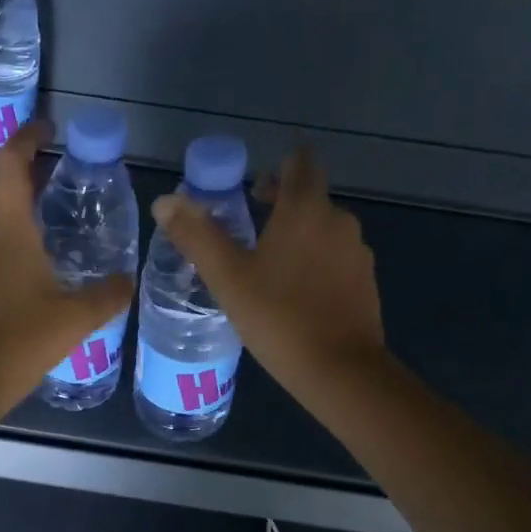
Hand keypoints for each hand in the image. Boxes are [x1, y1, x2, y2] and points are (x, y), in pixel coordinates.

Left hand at [0, 121, 135, 421]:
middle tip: (60, 163)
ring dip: (14, 193)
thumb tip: (129, 280)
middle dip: (24, 162)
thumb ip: (108, 294)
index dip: (27, 136)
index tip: (50, 126)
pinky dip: (9, 224)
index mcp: (6, 228)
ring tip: (51, 199)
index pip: (10, 162)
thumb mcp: (76, 318)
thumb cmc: (18, 342)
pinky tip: (34, 250)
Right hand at [151, 147, 384, 400]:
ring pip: (323, 230)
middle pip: (311, 196)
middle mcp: (339, 220)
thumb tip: (165, 201)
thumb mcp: (227, 277)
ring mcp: (357, 253)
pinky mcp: (365, 283)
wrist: (339, 369)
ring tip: (267, 265)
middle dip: (281, 203)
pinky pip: (335, 259)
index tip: (254, 186)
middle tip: (248, 226)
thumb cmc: (277, 316)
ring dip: (297, 236)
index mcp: (306, 209)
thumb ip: (196, 235)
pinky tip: (294, 294)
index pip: (300, 162)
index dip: (278, 166)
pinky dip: (314, 263)